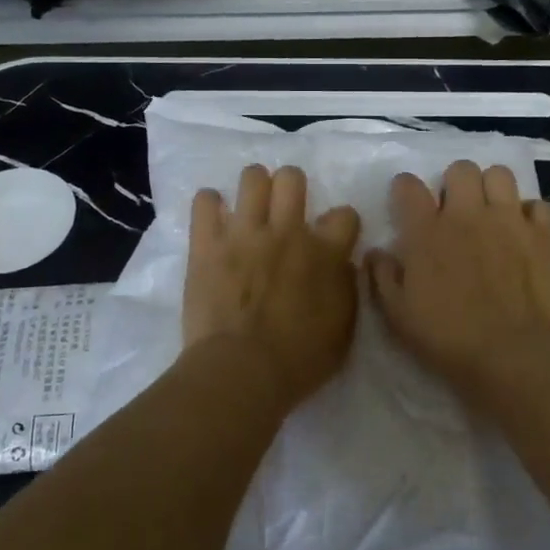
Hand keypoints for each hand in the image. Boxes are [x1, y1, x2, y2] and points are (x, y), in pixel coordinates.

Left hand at [183, 164, 361, 401]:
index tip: (333, 237)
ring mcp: (244, 233)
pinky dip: (209, 205)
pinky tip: (214, 216)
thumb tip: (341, 264)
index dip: (341, 224)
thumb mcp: (344, 329)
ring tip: (250, 207)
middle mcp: (287, 231)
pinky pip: (204, 202)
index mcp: (325, 252)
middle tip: (285, 209)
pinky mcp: (207, 244)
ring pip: (252, 178)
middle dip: (291, 187)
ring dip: (254, 188)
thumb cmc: (299, 359)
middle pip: (292, 178)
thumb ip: (345, 287)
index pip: (345, 214)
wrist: (241, 371)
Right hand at [366, 160, 549, 395]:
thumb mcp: (398, 316)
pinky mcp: (542, 235)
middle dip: (454, 183)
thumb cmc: (449, 338)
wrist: (514, 354)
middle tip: (454, 209)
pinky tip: (523, 232)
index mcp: (427, 231)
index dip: (405, 189)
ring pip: (500, 174)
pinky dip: (530, 214)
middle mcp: (467, 214)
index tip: (407, 203)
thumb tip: (376, 253)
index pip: (408, 185)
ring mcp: (508, 220)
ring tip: (490, 212)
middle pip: (460, 169)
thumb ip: (382, 278)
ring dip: (492, 188)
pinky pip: (538, 205)